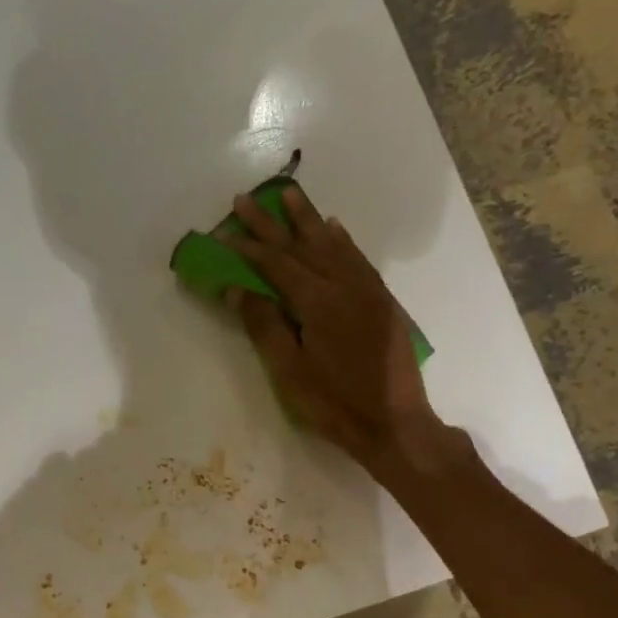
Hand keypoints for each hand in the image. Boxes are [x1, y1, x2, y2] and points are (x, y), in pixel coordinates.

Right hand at [224, 186, 452, 479]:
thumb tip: (238, 289)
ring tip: (290, 195)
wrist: (395, 423)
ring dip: (309, 219)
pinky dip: (342, 240)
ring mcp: (368, 291)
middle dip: (272, 222)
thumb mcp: (289, 371)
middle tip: (247, 198)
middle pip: (302, 245)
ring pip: (333, 244)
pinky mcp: (382, 302)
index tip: (223, 231)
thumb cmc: (335, 403)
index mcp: (318, 302)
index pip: (276, 264)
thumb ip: (264, 326)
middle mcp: (345, 285)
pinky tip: (334, 228)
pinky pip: (358, 258)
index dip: (248, 247)